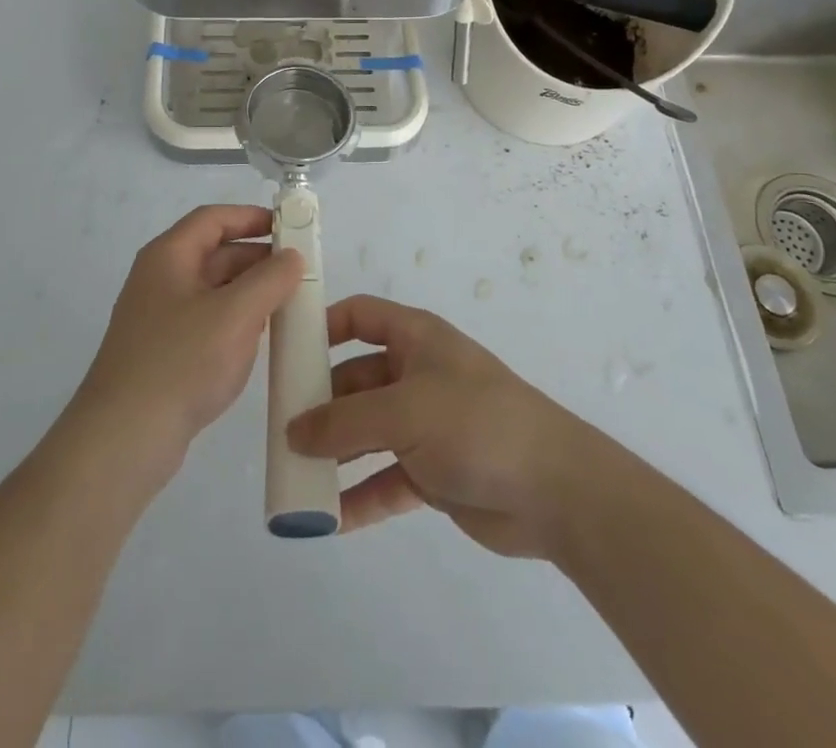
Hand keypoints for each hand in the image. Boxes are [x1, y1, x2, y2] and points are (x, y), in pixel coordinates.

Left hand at [71, 205, 303, 474]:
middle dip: (257, 258)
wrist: (123, 439)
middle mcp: (160, 279)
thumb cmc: (181, 362)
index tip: (289, 227)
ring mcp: (159, 318)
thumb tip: (291, 256)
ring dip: (249, 292)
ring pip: (213, 290)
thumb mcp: (236, 314)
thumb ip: (270, 279)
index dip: (251, 217)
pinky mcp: (163, 353)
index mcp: (169, 256)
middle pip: (214, 253)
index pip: (213, 218)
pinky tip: (260, 340)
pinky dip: (235, 321)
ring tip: (288, 304)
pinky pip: (207, 322)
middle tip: (298, 272)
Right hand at [286, 294, 602, 557]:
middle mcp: (417, 375)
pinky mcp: (434, 472)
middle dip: (321, 402)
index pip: (360, 316)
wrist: (556, 490)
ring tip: (294, 475)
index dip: (323, 325)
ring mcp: (426, 425)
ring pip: (367, 432)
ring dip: (335, 453)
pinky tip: (328, 518)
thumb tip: (293, 431)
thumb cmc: (475, 423)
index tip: (286, 350)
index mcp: (416, 339)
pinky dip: (360, 495)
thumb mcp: (404, 412)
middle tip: (279, 428)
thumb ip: (344, 422)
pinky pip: (385, 479)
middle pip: (356, 379)